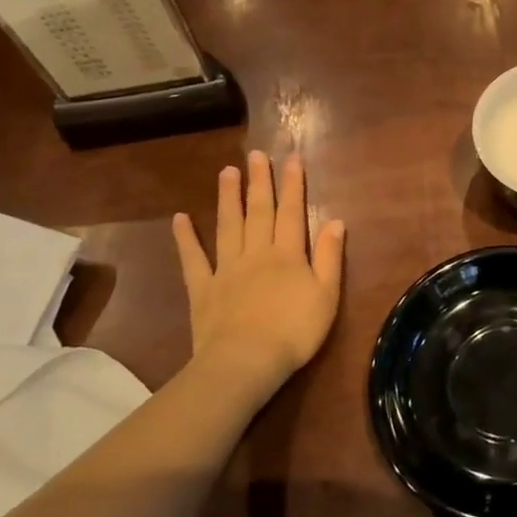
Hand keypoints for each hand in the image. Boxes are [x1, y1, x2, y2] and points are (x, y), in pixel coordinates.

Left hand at [172, 151, 346, 392]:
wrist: (245, 362)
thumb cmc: (294, 331)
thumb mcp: (327, 295)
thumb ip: (330, 256)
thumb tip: (336, 221)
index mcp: (288, 254)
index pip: (292, 212)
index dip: (292, 185)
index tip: (291, 159)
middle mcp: (257, 252)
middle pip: (259, 211)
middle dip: (259, 181)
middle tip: (255, 154)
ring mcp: (226, 268)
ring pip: (228, 225)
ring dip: (228, 197)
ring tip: (227, 172)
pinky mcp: (203, 289)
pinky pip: (193, 259)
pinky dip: (186, 238)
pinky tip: (180, 219)